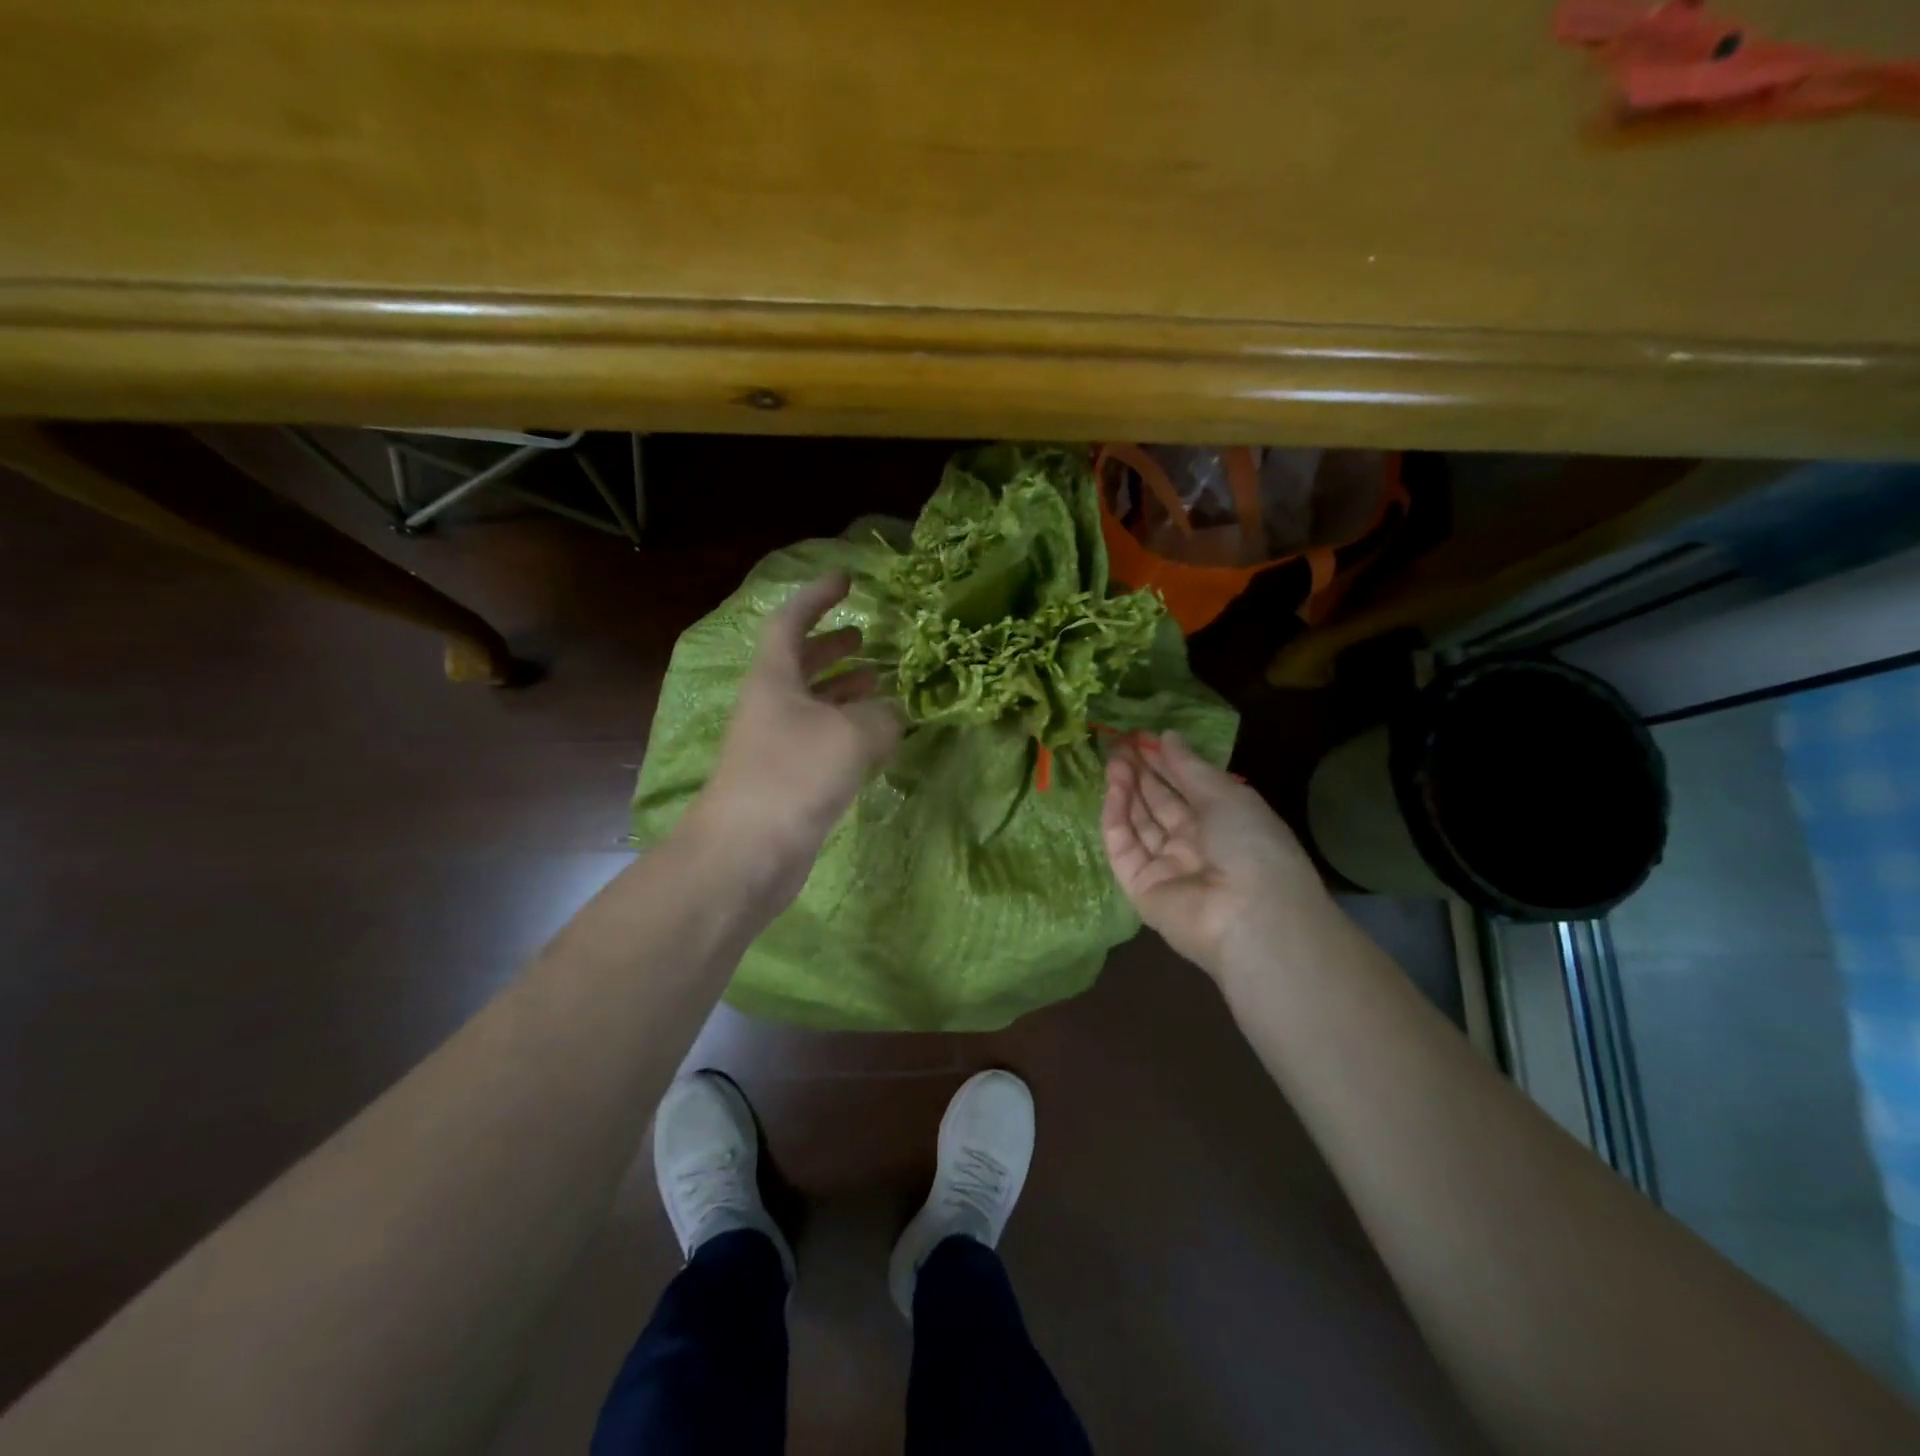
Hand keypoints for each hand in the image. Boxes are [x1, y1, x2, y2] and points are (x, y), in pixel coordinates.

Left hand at [684, 573, 901, 908]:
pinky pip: (822, 741)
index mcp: (774, 679)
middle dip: (833, 646)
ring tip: (881, 685)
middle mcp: (771, 705)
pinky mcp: (788, 780)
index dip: (817, 597)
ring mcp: (777, 745)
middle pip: (800, 663)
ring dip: (844, 690)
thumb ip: (883, 716)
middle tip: (867, 638)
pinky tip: (876, 739)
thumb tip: (893, 714)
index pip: (790, 621)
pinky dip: (848, 731)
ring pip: (814, 704)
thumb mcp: (852, 735)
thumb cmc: (793, 777)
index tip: (846, 580)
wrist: (747, 854)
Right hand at [1102, 732, 1330, 979]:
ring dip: (1127, 790)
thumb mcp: (1226, 795)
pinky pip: (1125, 847)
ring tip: (1114, 759)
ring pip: (1139, 823)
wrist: (1250, 914)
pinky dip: (1117, 817)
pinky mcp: (1139, 886)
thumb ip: (1189, 767)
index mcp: (1224, 823)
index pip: (1187, 788)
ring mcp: (1165, 867)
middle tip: (1119, 744)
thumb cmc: (1251, 844)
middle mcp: (1194, 845)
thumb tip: (1166, 736)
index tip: (1142, 737)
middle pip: (1160, 804)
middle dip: (1141, 773)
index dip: (1165, 762)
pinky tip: (1114, 788)